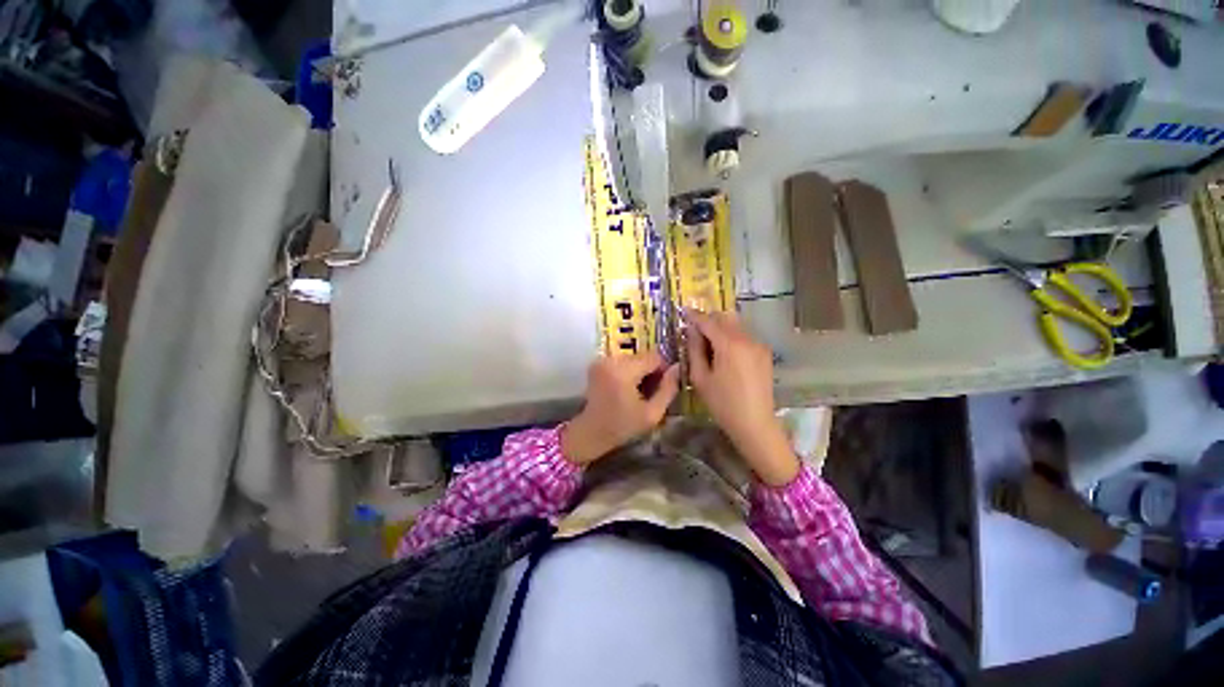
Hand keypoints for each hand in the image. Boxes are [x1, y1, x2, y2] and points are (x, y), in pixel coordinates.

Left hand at [562, 351, 680, 464]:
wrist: (591, 432)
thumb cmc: (622, 426)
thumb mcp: (652, 414)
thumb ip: (668, 389)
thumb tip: (678, 368)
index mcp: (623, 372)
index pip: (654, 357)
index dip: (663, 369)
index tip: (664, 386)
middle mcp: (611, 360)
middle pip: (642, 356)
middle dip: (651, 371)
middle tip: (651, 391)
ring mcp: (602, 360)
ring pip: (633, 358)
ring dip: (640, 370)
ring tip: (639, 391)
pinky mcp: (598, 363)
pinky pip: (622, 361)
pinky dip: (629, 371)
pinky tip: (628, 388)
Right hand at [686, 311, 798, 486]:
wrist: (755, 424)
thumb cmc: (723, 403)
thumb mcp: (700, 378)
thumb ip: (694, 350)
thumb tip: (691, 331)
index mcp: (729, 344)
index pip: (708, 321)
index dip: (694, 315)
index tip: (683, 310)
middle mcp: (747, 339)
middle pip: (725, 318)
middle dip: (708, 319)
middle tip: (694, 330)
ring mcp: (758, 345)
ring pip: (735, 325)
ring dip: (720, 328)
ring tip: (708, 343)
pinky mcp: (764, 353)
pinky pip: (744, 336)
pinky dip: (731, 337)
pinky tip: (724, 353)